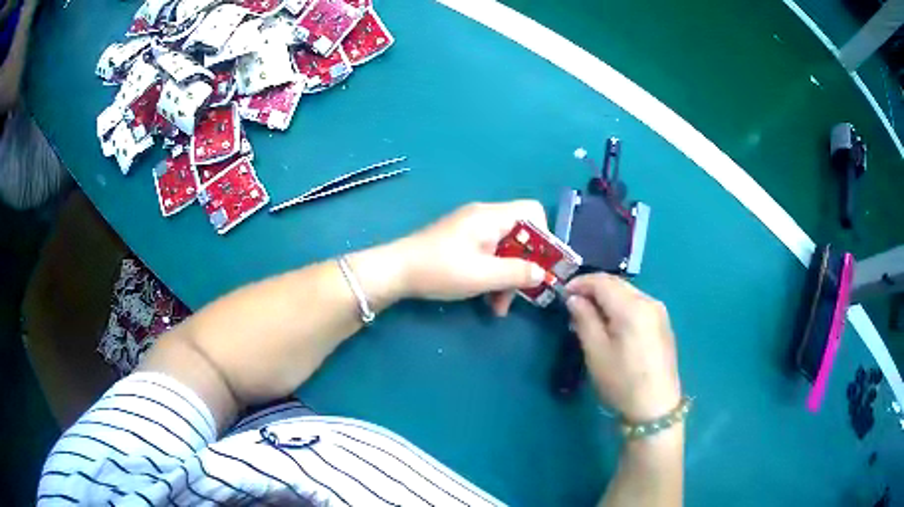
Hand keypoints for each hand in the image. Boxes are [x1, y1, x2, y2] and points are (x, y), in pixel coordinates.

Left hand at [395, 201, 547, 314]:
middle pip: (521, 235)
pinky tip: (487, 300)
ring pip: (505, 250)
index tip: (541, 265)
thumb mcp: (483, 276)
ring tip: (498, 308)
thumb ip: (517, 273)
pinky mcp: (462, 243)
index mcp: (491, 216)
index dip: (544, 237)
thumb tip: (543, 273)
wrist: (395, 271)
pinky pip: (489, 255)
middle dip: (523, 267)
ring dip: (507, 278)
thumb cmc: (440, 270)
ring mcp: (472, 230)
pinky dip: (492, 276)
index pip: (533, 211)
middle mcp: (484, 217)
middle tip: (521, 295)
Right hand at [565, 274, 680, 421]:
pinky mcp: (663, 323)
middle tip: (573, 304)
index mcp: (632, 307)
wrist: (655, 407)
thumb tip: (574, 298)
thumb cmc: (622, 381)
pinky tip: (611, 322)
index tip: (563, 293)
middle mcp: (649, 301)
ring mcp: (659, 312)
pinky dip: (620, 306)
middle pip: (617, 284)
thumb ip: (584, 319)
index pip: (603, 281)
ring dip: (607, 297)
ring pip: (628, 293)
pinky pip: (637, 304)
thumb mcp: (596, 352)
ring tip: (589, 314)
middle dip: (593, 288)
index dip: (580, 283)